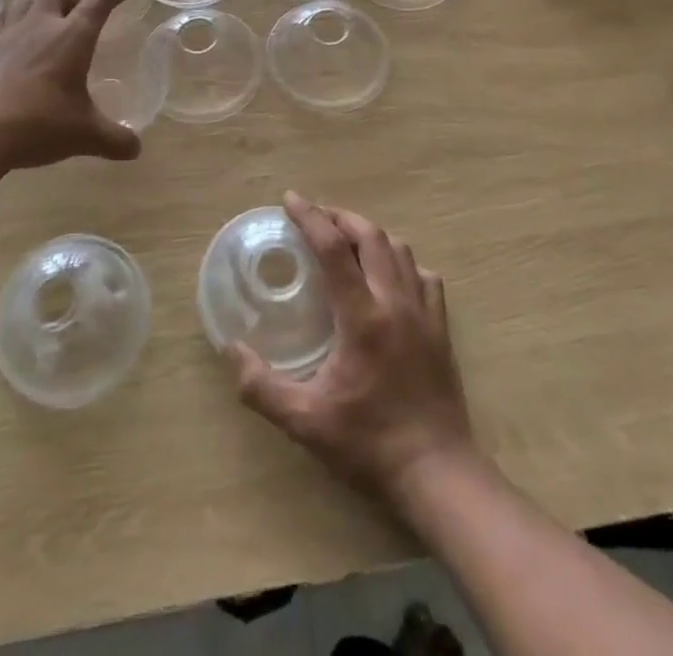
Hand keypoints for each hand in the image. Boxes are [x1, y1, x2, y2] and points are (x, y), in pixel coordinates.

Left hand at [0, 0, 141, 170]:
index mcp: (72, 37)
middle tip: (75, 20)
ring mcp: (5, 36)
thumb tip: (136, 149)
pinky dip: (0, 20)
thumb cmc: (39, 124)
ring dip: (36, 5)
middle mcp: (40, 26)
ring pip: (22, 1)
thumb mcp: (85, 135)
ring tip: (42, 23)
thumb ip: (115, 139)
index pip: (98, 2)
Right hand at [229, 193, 475, 510]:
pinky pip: (424, 276)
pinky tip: (390, 277)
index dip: (310, 217)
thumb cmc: (369, 444)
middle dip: (340, 216)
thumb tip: (231, 350)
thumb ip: (262, 387)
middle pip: (371, 235)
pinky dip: (403, 263)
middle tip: (315, 217)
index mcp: (362, 316)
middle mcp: (395, 301)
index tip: (289, 199)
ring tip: (347, 240)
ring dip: (371, 234)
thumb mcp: (305, 422)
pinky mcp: (441, 328)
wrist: (438, 474)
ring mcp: (424, 312)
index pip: (333, 247)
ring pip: (400, 249)